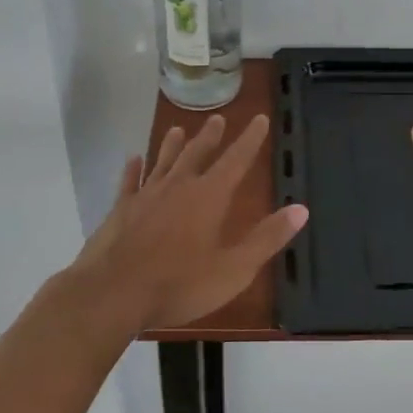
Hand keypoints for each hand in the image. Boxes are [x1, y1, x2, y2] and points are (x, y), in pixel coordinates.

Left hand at [63, 113, 307, 333]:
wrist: (111, 294)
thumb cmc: (178, 284)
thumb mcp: (233, 269)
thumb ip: (266, 238)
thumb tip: (301, 209)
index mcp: (209, 198)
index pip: (236, 160)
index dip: (250, 140)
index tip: (260, 119)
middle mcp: (178, 187)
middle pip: (198, 154)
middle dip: (210, 136)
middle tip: (217, 118)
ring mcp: (146, 196)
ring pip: (163, 161)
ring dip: (172, 145)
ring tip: (177, 129)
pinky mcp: (120, 210)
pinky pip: (129, 181)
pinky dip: (133, 168)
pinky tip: (133, 158)